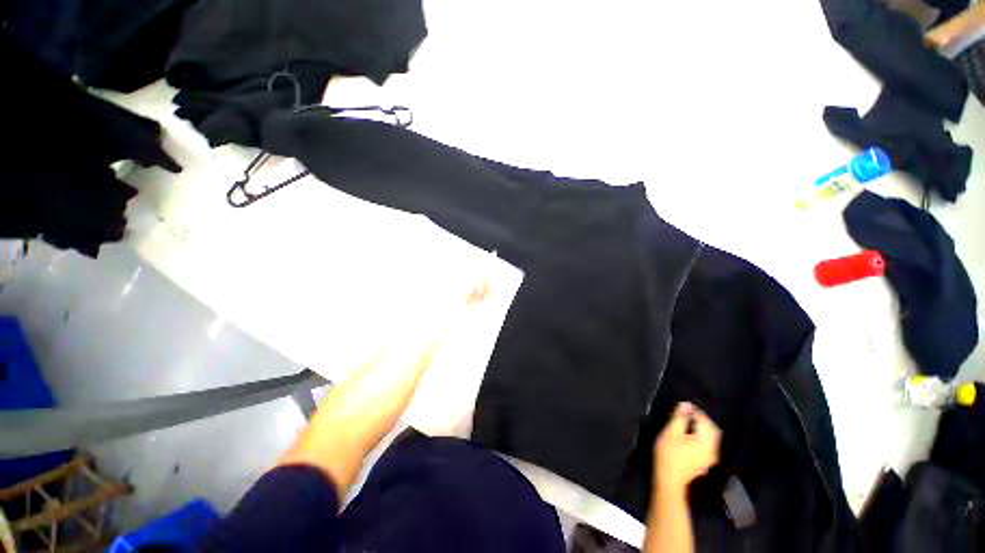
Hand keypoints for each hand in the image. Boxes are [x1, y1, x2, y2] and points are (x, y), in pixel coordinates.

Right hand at [654, 402, 721, 491]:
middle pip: (712, 429)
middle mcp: (713, 449)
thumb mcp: (671, 432)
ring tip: (685, 422)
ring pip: (711, 437)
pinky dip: (701, 436)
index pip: (705, 421)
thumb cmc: (669, 453)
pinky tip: (688, 435)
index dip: (695, 411)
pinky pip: (707, 444)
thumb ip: (679, 418)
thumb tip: (686, 405)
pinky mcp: (705, 461)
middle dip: (701, 419)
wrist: (669, 479)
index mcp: (706, 441)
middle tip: (685, 413)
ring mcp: (710, 457)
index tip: (682, 406)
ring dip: (701, 427)